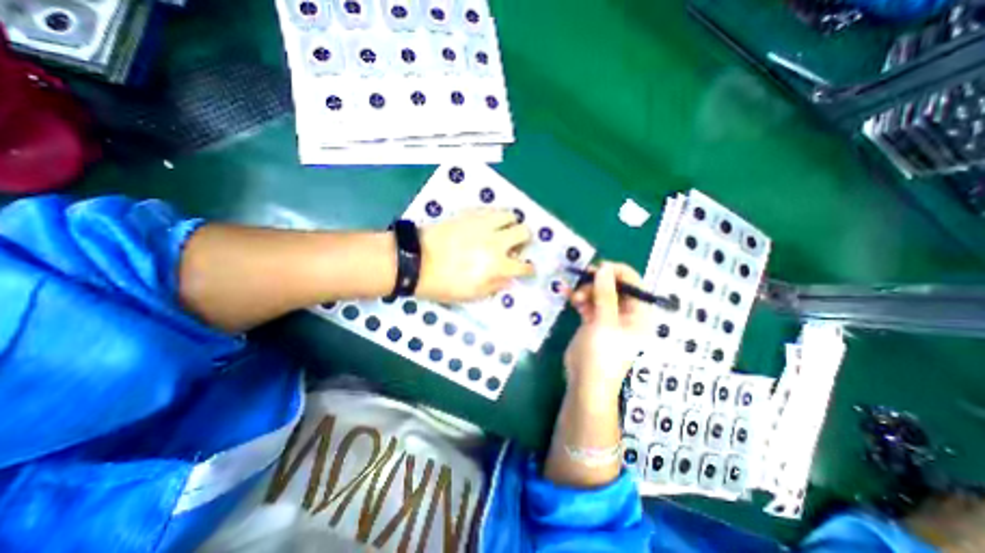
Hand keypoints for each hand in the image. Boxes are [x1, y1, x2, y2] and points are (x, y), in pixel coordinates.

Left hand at [416, 208, 536, 301]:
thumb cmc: (443, 284)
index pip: (524, 266)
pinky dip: (494, 217)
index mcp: (498, 265)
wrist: (416, 261)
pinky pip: (490, 210)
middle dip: (525, 239)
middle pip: (524, 232)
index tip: (527, 268)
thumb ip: (494, 286)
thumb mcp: (471, 295)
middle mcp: (496, 241)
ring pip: (510, 215)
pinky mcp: (470, 214)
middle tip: (515, 245)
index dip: (529, 268)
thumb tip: (509, 280)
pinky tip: (487, 224)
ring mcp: (483, 225)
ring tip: (502, 230)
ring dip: (511, 223)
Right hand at [562, 262, 652, 403]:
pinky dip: (579, 299)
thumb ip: (606, 294)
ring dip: (586, 291)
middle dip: (597, 282)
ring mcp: (609, 317)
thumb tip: (604, 268)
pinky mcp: (594, 322)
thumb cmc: (602, 354)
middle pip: (615, 287)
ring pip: (599, 294)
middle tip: (581, 280)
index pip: (634, 284)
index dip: (617, 273)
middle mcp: (626, 313)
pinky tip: (568, 297)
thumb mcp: (605, 322)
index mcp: (639, 314)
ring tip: (573, 298)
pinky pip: (589, 303)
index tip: (598, 267)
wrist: (585, 382)